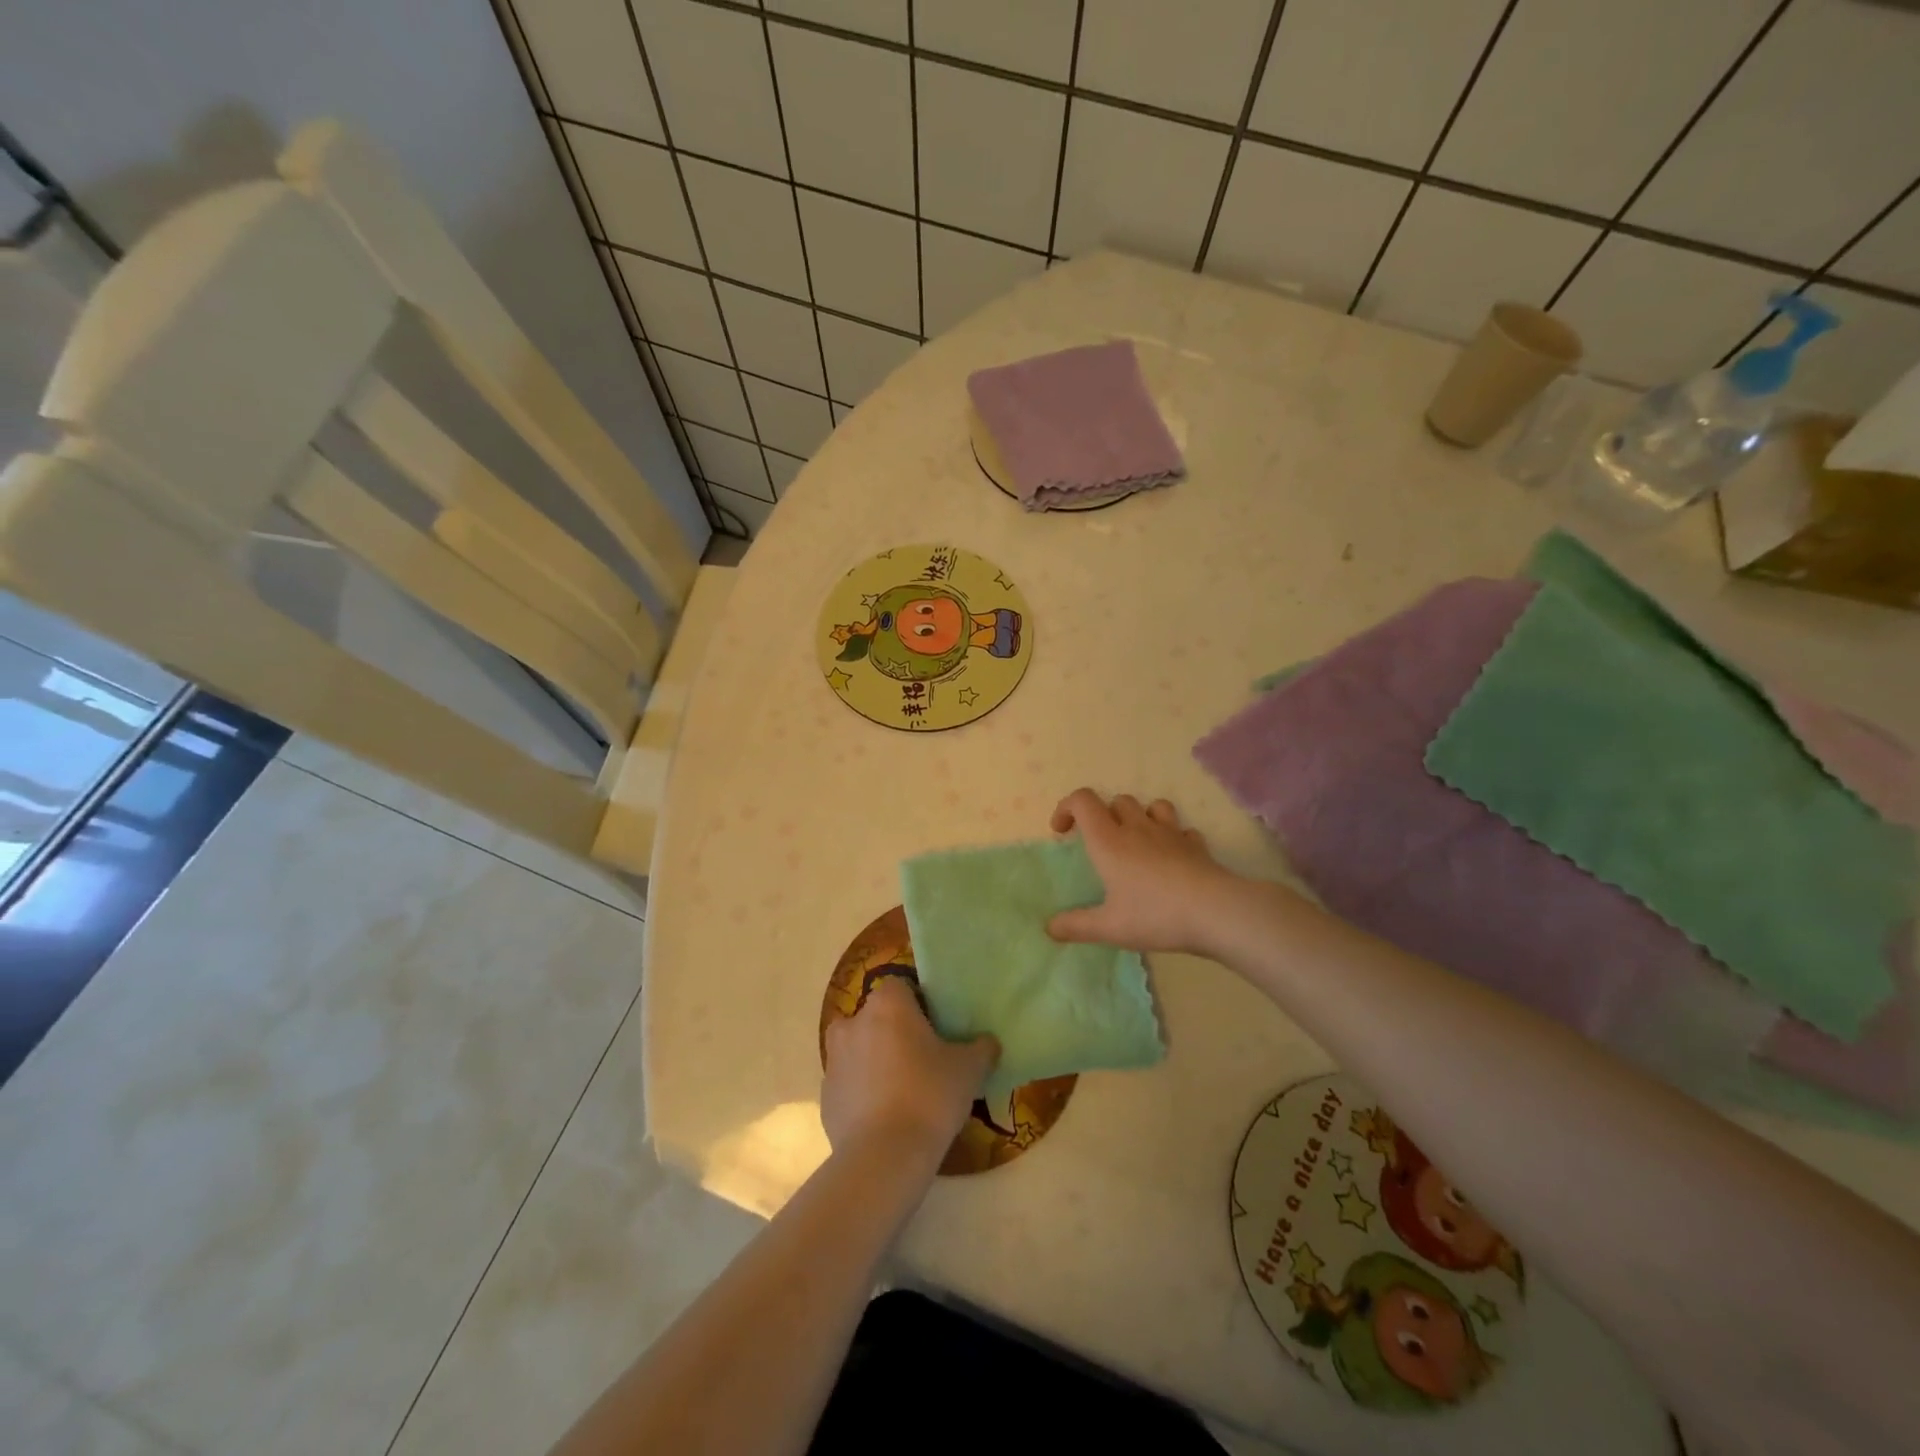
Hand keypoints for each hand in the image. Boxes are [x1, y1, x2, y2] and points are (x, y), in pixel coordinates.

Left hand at [821, 978, 997, 1162]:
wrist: (883, 1157)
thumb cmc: (929, 1096)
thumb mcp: (969, 1070)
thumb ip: (981, 1048)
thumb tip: (988, 1042)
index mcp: (887, 1005)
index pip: (901, 987)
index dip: (918, 1004)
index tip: (935, 1029)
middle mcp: (853, 1023)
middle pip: (876, 1017)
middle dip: (894, 1032)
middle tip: (921, 1060)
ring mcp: (833, 1061)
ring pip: (858, 1050)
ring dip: (874, 1062)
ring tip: (902, 1091)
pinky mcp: (825, 1097)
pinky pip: (849, 1085)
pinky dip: (862, 1094)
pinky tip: (884, 1117)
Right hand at [1047, 789, 1237, 954]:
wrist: (1215, 911)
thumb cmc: (1154, 914)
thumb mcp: (1108, 927)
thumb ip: (1076, 926)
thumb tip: (1049, 927)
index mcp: (1108, 841)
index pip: (1082, 801)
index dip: (1067, 807)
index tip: (1062, 832)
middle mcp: (1137, 828)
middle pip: (1117, 800)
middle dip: (1104, 815)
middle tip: (1101, 845)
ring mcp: (1170, 833)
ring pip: (1151, 806)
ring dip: (1140, 817)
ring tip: (1138, 843)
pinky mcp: (1196, 845)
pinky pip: (1182, 829)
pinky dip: (1173, 837)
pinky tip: (1173, 858)